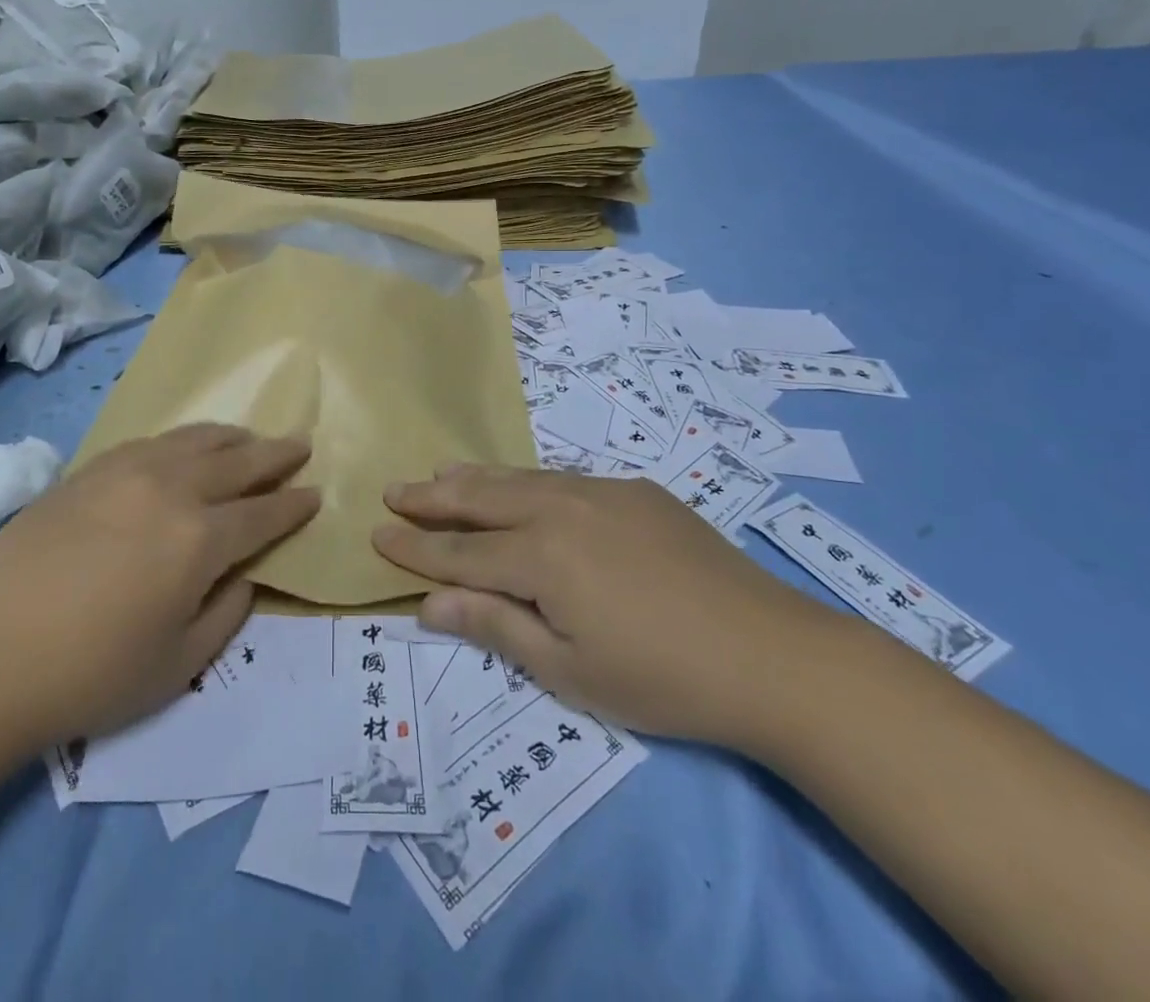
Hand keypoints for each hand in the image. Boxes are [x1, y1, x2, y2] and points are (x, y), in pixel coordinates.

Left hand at [0, 424, 317, 754]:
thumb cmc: (91, 674)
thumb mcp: (179, 665)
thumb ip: (226, 613)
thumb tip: (244, 575)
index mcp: (200, 539)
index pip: (263, 514)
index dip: (294, 505)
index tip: (315, 494)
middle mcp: (171, 490)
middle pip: (237, 461)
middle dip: (275, 454)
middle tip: (300, 445)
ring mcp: (126, 472)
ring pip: (194, 439)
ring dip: (231, 437)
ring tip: (249, 438)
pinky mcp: (88, 471)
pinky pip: (150, 441)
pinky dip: (181, 440)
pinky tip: (184, 448)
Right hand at [374, 466, 841, 750]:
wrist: (772, 654)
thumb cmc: (662, 678)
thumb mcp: (569, 670)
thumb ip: (495, 626)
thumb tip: (428, 604)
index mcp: (541, 557)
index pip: (460, 553)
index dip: (415, 549)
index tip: (377, 535)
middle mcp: (561, 509)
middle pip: (481, 499)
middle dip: (432, 498)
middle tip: (394, 491)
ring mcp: (600, 492)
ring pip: (519, 477)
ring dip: (474, 478)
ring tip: (440, 471)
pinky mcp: (634, 491)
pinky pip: (561, 478)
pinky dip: (524, 480)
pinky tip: (517, 484)